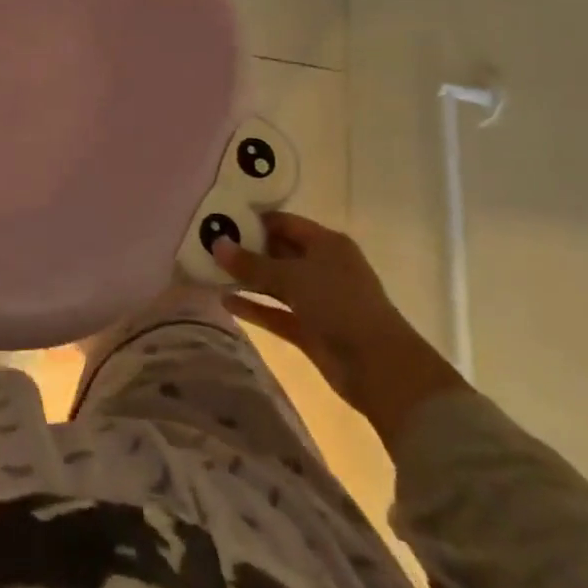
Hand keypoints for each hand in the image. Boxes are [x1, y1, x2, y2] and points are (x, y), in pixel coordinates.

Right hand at [215, 213, 467, 449]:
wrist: (381, 369)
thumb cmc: (340, 305)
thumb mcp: (293, 277)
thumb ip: (252, 263)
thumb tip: (216, 244)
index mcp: (326, 243)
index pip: (283, 223)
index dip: (253, 220)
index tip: (219, 218)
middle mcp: (322, 267)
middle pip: (278, 252)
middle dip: (246, 249)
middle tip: (207, 244)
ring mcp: (317, 300)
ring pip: (275, 283)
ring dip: (247, 279)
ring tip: (209, 270)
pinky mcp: (310, 330)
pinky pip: (276, 312)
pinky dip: (254, 307)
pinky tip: (225, 301)